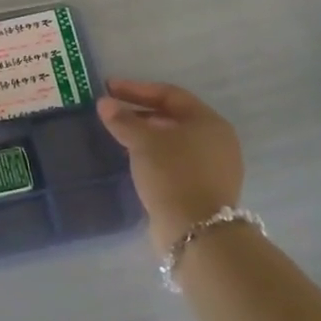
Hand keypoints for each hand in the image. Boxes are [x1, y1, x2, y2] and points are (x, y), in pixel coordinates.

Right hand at [97, 80, 244, 249]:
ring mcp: (214, 167)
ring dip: (146, 136)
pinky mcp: (205, 190)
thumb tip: (104, 104)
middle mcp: (217, 141)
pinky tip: (135, 160)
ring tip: (119, 136)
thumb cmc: (172, 174)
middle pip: (173, 117)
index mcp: (209, 122)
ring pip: (174, 142)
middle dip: (140, 113)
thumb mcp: (142, 142)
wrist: (196, 232)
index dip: (136, 89)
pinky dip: (155, 156)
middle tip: (112, 112)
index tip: (109, 88)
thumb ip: (123, 120)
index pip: (169, 94)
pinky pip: (176, 162)